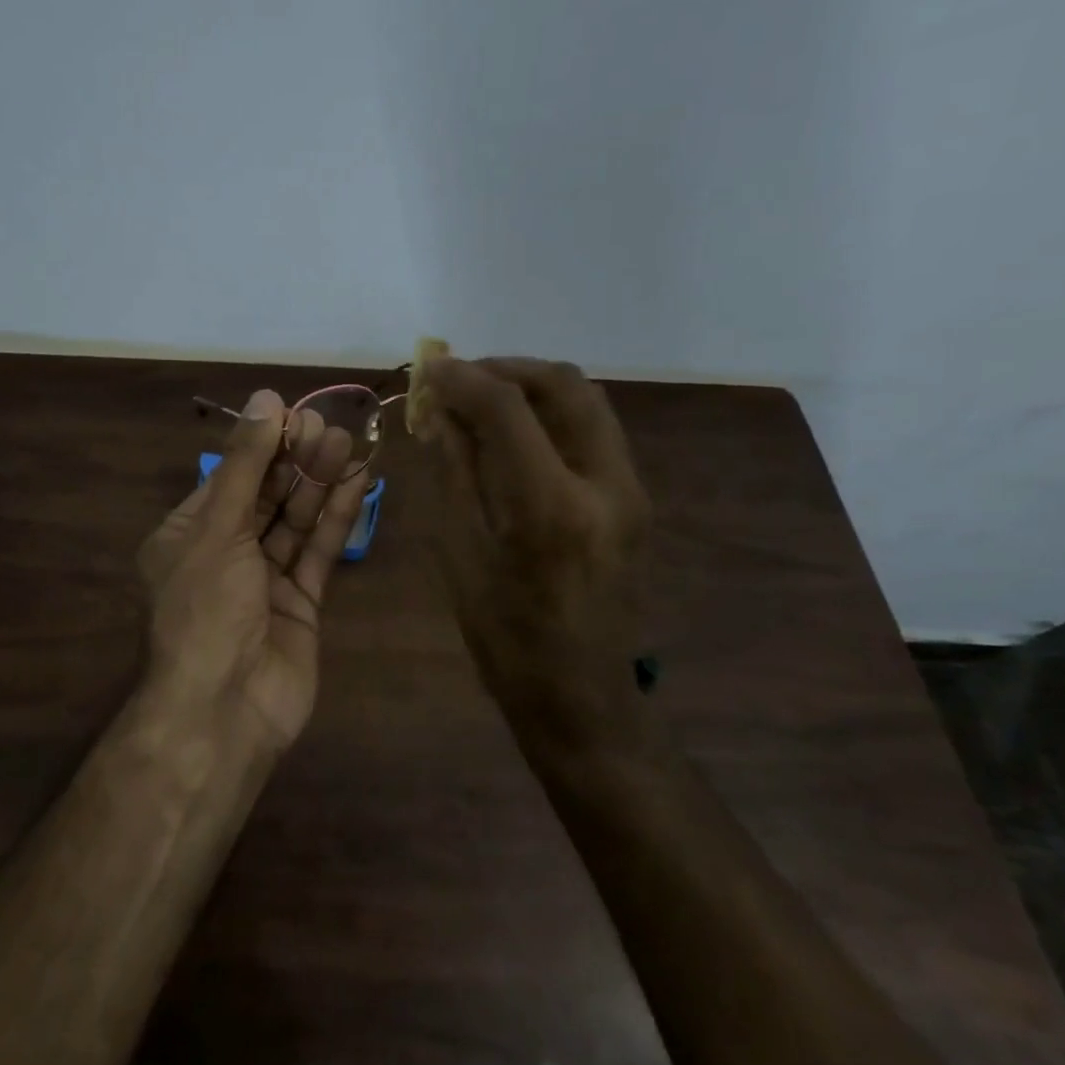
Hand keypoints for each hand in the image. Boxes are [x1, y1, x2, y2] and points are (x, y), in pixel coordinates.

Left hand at [137, 390, 371, 749]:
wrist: (224, 709)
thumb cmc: (205, 610)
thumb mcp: (217, 529)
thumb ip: (245, 465)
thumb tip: (266, 400)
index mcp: (187, 536)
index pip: (228, 478)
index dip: (260, 446)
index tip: (294, 415)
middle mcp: (224, 555)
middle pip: (264, 497)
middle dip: (294, 461)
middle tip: (329, 426)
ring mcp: (264, 582)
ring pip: (295, 522)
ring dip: (319, 484)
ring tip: (348, 443)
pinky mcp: (300, 605)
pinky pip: (317, 553)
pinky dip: (335, 520)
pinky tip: (356, 484)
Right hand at [419, 358, 658, 758]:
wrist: (582, 695)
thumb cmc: (505, 638)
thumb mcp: (462, 556)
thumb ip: (455, 474)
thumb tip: (441, 414)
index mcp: (550, 508)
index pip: (508, 409)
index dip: (463, 378)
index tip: (429, 369)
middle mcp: (604, 484)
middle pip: (564, 385)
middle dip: (506, 369)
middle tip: (460, 379)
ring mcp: (630, 490)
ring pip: (587, 401)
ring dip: (532, 386)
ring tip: (484, 400)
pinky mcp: (635, 499)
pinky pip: (594, 430)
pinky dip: (552, 414)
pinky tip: (516, 434)